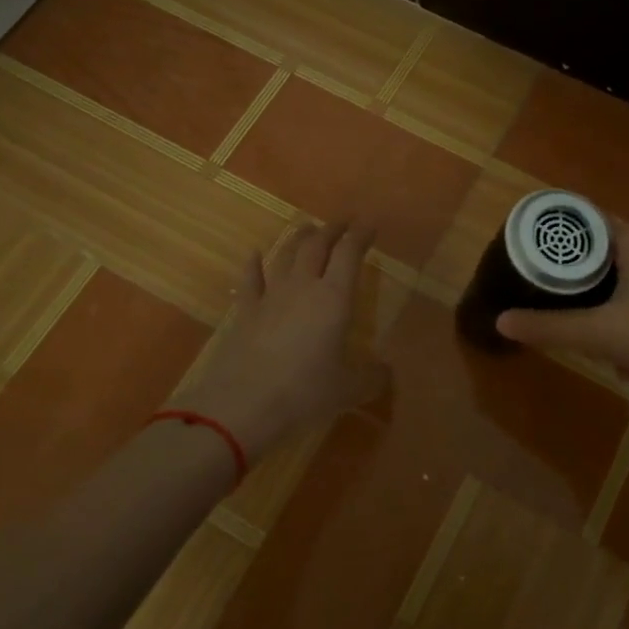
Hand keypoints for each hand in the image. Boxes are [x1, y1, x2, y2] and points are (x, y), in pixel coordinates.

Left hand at [173, 221, 390, 462]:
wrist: (242, 405)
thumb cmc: (304, 393)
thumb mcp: (348, 390)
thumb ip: (372, 377)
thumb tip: (386, 371)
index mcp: (334, 298)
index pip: (349, 254)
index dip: (360, 236)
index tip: (370, 226)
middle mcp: (303, 287)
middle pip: (317, 246)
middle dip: (332, 230)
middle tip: (343, 222)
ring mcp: (270, 296)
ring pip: (285, 255)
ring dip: (298, 238)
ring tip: (307, 228)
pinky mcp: (244, 312)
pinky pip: (250, 279)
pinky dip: (253, 264)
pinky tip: (253, 254)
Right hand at [496, 219, 628, 402]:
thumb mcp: (604, 336)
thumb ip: (550, 328)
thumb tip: (500, 321)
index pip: (584, 230)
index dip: (562, 255)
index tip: (547, 281)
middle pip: (612, 256)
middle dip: (598, 294)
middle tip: (592, 331)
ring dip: (626, 305)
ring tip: (624, 350)